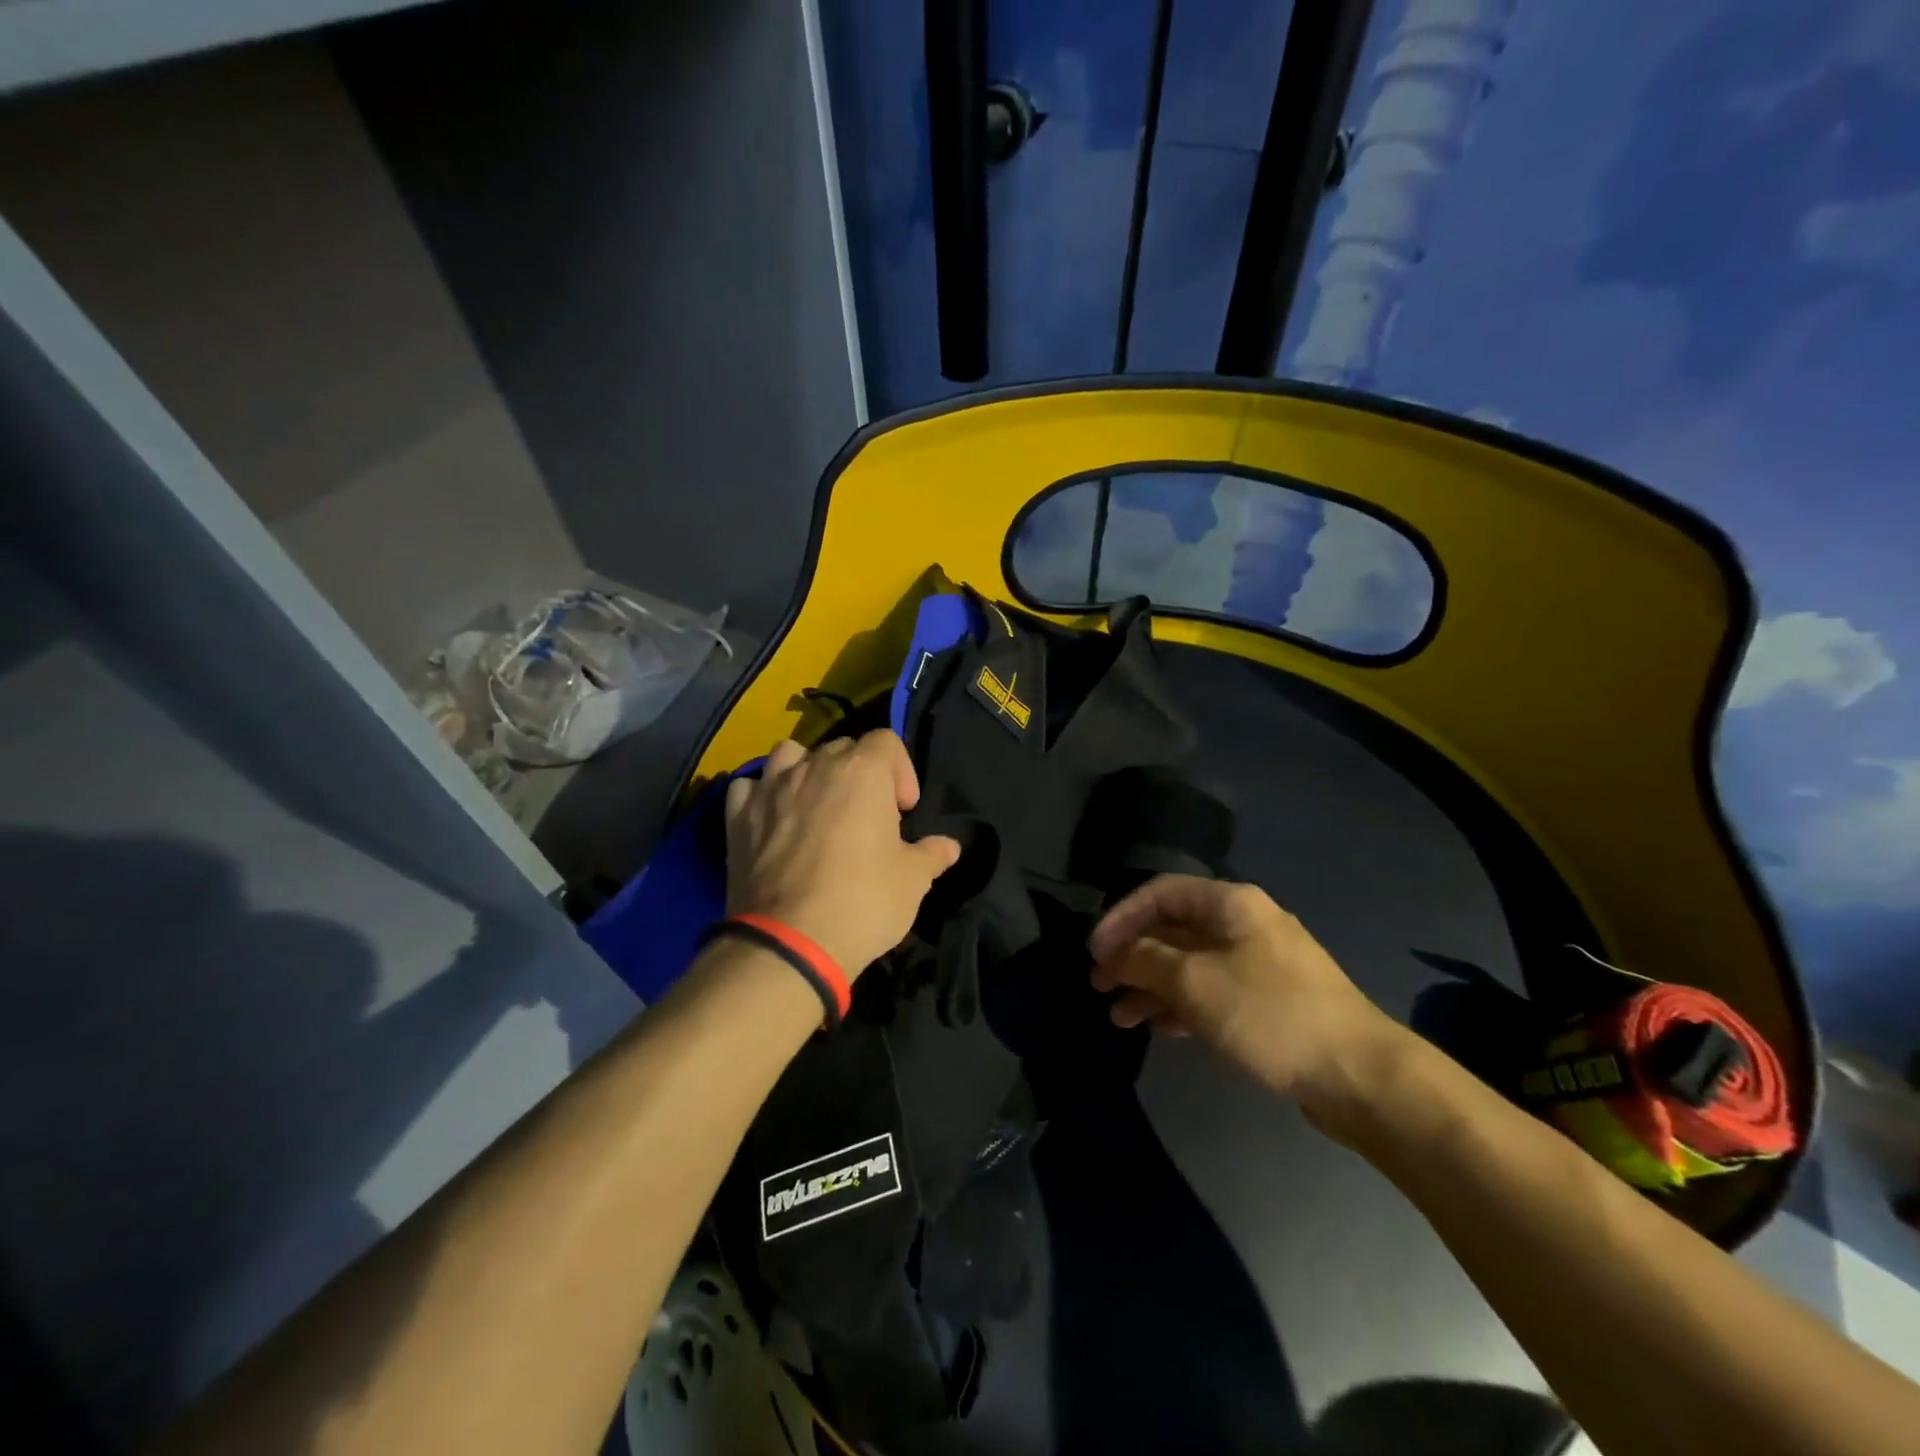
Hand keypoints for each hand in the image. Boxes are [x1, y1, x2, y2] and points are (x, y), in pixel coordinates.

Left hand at [724, 731, 960, 976]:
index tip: (903, 810)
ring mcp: (771, 788)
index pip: (886, 741)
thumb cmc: (863, 902)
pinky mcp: (737, 816)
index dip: (901, 771)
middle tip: (867, 817)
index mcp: (862, 772)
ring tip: (816, 806)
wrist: (789, 943)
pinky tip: (773, 821)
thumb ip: (932, 854)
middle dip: (859, 774)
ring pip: (790, 755)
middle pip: (842, 748)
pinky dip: (762, 797)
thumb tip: (948, 846)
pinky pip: (750, 788)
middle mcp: (814, 767)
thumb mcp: (913, 880)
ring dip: (806, 771)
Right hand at [1088, 875, 1409, 1124]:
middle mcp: (1244, 925)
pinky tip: (1155, 1027)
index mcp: (1231, 904)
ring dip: (1150, 985)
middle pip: (1173, 929)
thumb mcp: (1195, 983)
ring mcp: (1258, 965)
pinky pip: (1210, 992)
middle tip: (1098, 984)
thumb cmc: (1270, 1014)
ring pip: (1189, 965)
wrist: (1359, 1075)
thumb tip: (1114, 954)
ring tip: (1118, 1017)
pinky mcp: (1268, 1002)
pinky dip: (1179, 1005)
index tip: (1093, 951)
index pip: (1160, 893)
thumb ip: (1145, 961)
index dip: (1121, 917)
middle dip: (1132, 956)